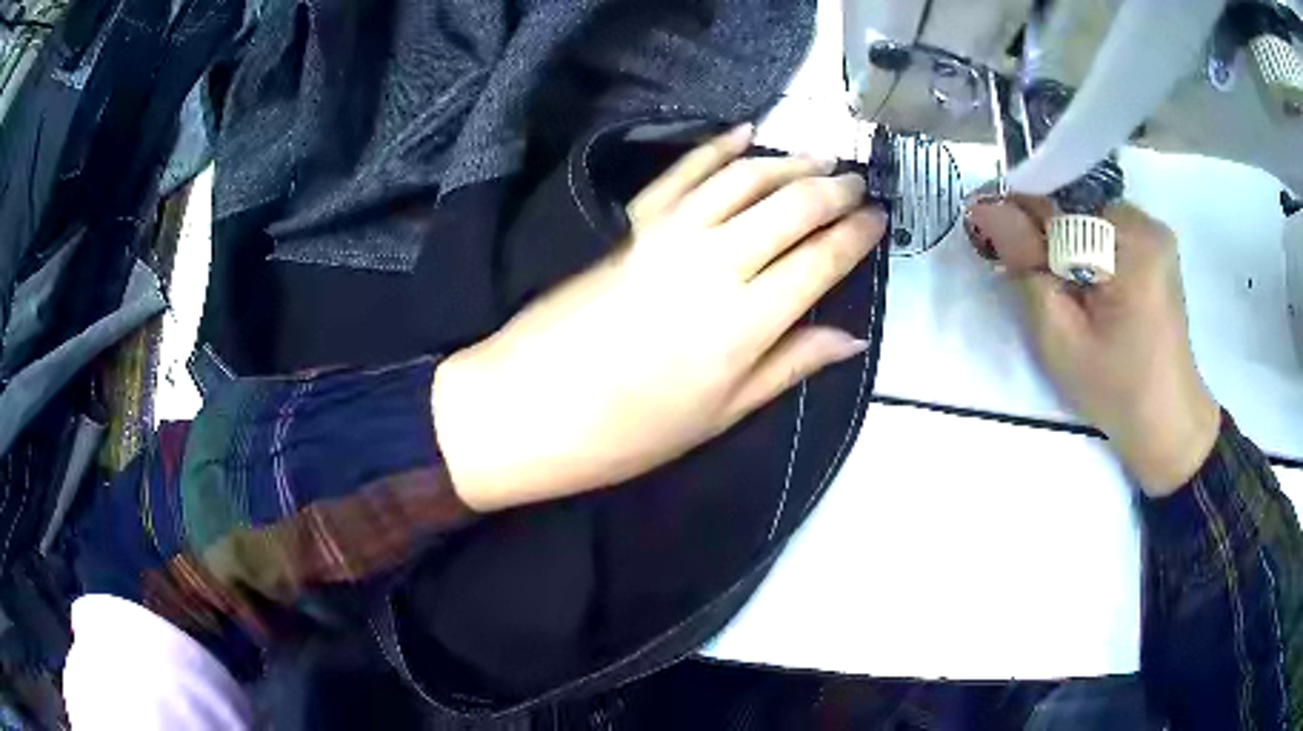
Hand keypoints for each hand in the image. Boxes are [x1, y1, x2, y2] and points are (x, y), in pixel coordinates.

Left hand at [434, 125, 886, 511]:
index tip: (879, 219)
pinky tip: (744, 133)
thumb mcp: (720, 417)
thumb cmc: (627, 433)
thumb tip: (851, 337)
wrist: (527, 409)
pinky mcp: (630, 223)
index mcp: (744, 325)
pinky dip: (716, 148)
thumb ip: (789, 366)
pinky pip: (682, 171)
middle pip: (791, 208)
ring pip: (743, 180)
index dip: (856, 236)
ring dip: (787, 162)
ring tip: (819, 158)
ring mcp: (668, 235)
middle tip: (857, 184)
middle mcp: (714, 265)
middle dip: (833, 190)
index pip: (820, 261)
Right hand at [965, 196, 1219, 495]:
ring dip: (1063, 241)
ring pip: (1088, 215)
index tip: (982, 227)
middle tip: (1016, 267)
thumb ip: (1026, 266)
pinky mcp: (1156, 249)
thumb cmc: (1116, 390)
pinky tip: (1080, 283)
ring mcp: (1154, 233)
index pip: (1058, 203)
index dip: (1017, 214)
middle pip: (1075, 205)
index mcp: (1130, 242)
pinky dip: (1085, 248)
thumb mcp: (1061, 337)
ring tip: (1051, 282)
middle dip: (1042, 230)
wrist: (1167, 422)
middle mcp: (1146, 223)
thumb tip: (985, 209)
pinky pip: (1106, 230)